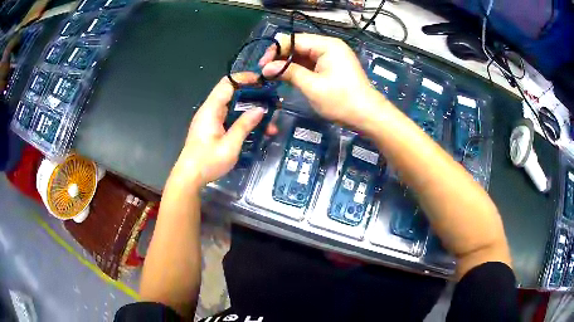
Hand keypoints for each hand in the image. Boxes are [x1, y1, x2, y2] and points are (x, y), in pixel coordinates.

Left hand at [173, 74, 277, 187]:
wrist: (189, 177)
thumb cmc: (208, 162)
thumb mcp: (230, 145)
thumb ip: (244, 125)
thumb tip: (260, 109)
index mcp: (211, 110)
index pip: (227, 84)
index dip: (244, 78)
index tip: (262, 81)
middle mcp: (209, 111)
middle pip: (230, 94)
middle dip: (251, 95)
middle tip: (270, 101)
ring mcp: (209, 120)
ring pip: (231, 107)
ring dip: (249, 110)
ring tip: (268, 119)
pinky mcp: (211, 128)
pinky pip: (228, 117)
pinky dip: (242, 119)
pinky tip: (255, 129)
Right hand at [259, 33, 388, 129]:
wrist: (367, 116)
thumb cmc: (341, 101)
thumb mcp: (312, 86)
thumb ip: (288, 73)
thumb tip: (266, 68)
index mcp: (327, 45)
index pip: (294, 40)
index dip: (275, 50)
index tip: (261, 65)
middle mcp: (329, 46)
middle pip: (298, 46)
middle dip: (280, 57)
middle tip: (265, 72)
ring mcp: (332, 56)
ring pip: (303, 55)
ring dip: (288, 64)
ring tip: (272, 76)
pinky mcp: (332, 67)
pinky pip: (311, 64)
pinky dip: (299, 70)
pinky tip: (287, 77)